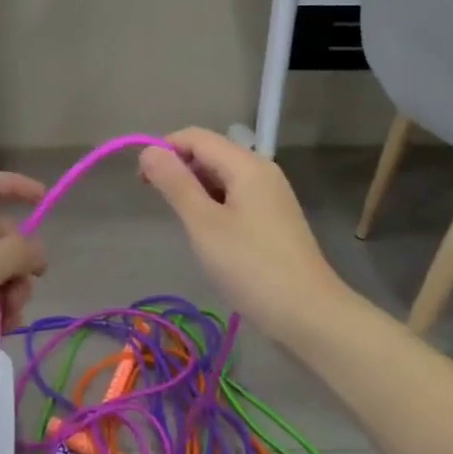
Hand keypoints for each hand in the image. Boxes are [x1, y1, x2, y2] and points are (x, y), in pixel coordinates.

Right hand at [138, 127, 338, 342]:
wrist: (309, 316)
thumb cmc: (251, 266)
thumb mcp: (203, 223)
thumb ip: (175, 183)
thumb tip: (149, 150)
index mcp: (246, 164)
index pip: (195, 137)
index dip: (165, 150)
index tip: (142, 182)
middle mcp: (261, 171)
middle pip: (210, 153)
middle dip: (179, 169)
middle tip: (160, 204)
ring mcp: (271, 195)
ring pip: (222, 176)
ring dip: (195, 189)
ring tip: (183, 222)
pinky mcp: (273, 219)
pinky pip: (235, 196)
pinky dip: (214, 204)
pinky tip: (208, 233)